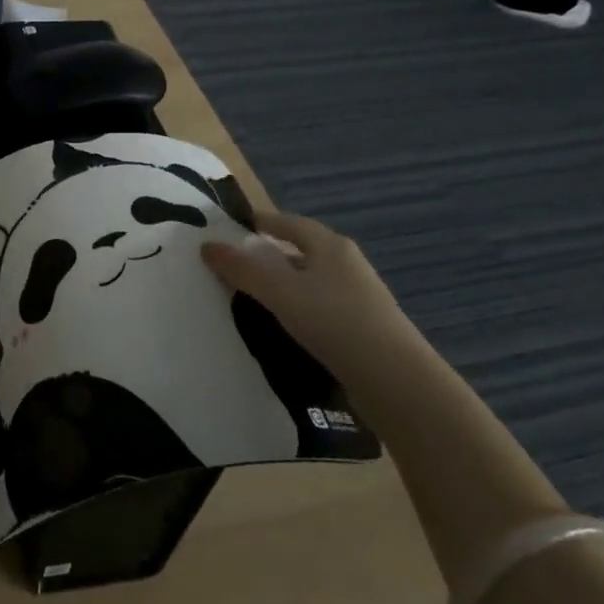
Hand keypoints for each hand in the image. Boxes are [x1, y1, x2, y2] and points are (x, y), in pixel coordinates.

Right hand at [202, 211, 410, 382]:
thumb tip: (206, 246)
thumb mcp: (280, 292)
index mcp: (330, 245)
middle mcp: (347, 264)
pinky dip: (299, 310)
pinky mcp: (364, 328)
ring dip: (285, 286)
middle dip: (270, 256)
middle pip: (301, 251)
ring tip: (254, 299)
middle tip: (236, 265)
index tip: (234, 227)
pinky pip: (321, 308)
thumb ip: (242, 270)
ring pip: (312, 282)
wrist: (396, 381)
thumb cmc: (334, 321)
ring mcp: (359, 297)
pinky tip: (284, 328)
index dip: (261, 222)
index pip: (288, 222)